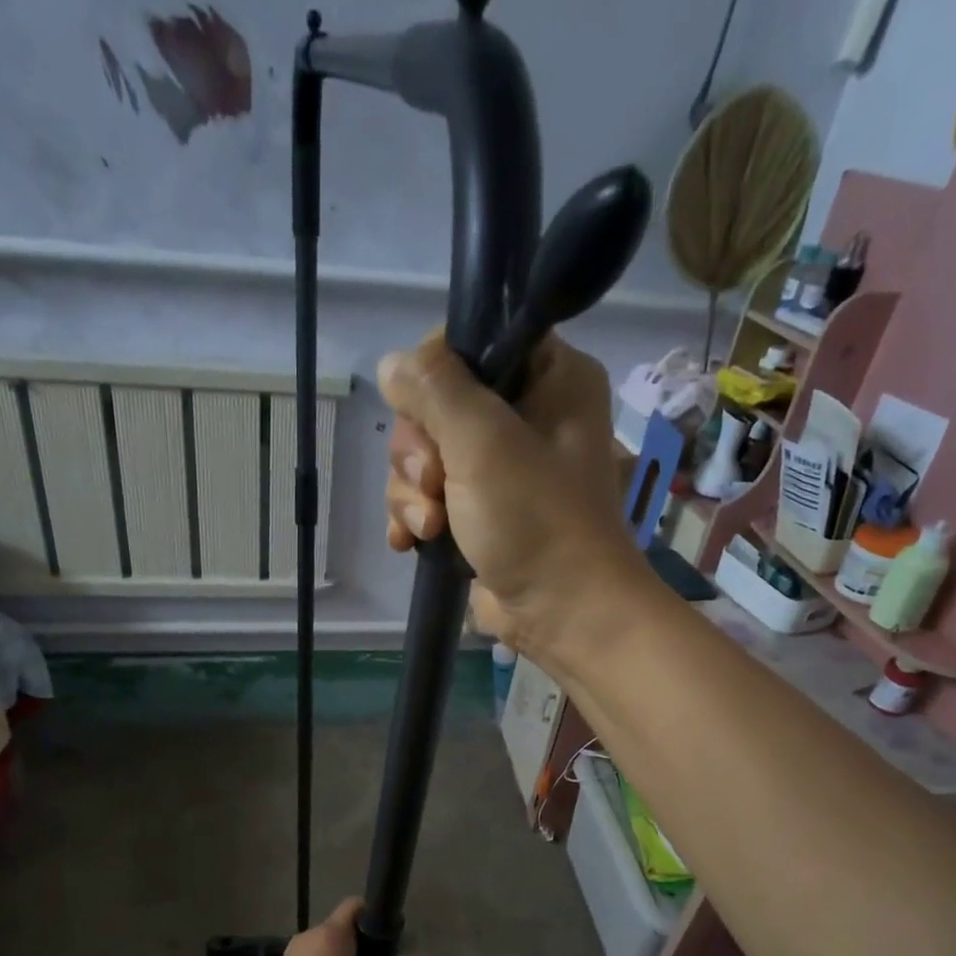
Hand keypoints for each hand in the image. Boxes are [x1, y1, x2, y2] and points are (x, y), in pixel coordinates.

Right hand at [380, 333, 643, 658]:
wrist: (563, 613)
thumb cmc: (536, 521)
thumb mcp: (484, 443)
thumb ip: (435, 391)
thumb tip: (391, 364)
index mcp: (549, 377)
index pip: (472, 341)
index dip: (433, 377)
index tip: (427, 418)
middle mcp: (525, 414)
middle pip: (435, 404)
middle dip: (419, 453)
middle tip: (435, 486)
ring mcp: (500, 467)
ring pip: (424, 455)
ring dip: (412, 493)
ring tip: (430, 528)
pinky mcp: (480, 510)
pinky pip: (428, 496)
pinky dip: (413, 517)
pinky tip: (409, 542)